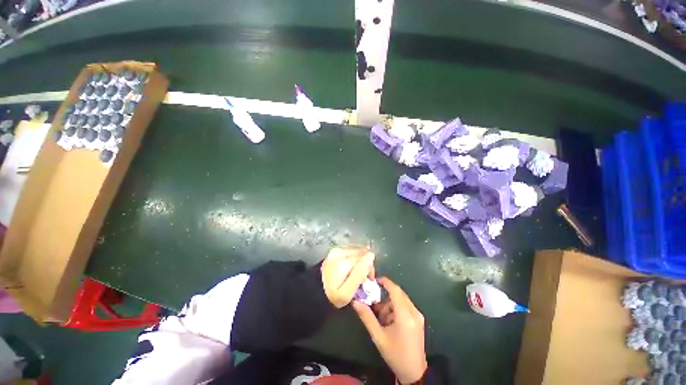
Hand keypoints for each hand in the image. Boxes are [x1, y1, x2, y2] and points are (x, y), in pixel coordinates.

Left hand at [321, 248, 375, 307]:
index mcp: (342, 260)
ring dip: (359, 264)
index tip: (368, 281)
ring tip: (356, 277)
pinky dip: (353, 262)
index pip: (366, 258)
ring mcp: (334, 251)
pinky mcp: (332, 254)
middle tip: (362, 280)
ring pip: (356, 253)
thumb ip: (360, 273)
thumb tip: (371, 256)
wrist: (314, 294)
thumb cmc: (332, 296)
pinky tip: (350, 271)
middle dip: (365, 266)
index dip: (370, 270)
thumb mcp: (347, 292)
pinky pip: (349, 254)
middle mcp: (338, 251)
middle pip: (361, 254)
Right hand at [353, 277, 426, 383]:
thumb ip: (367, 318)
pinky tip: (385, 322)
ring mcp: (418, 317)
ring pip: (401, 304)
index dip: (385, 283)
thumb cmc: (394, 353)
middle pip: (399, 297)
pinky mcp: (418, 322)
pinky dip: (394, 312)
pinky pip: (405, 310)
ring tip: (376, 318)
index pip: (396, 291)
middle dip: (383, 297)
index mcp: (406, 315)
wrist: (412, 368)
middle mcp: (414, 312)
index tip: (372, 279)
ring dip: (388, 306)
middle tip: (368, 301)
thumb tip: (355, 302)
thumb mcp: (378, 336)